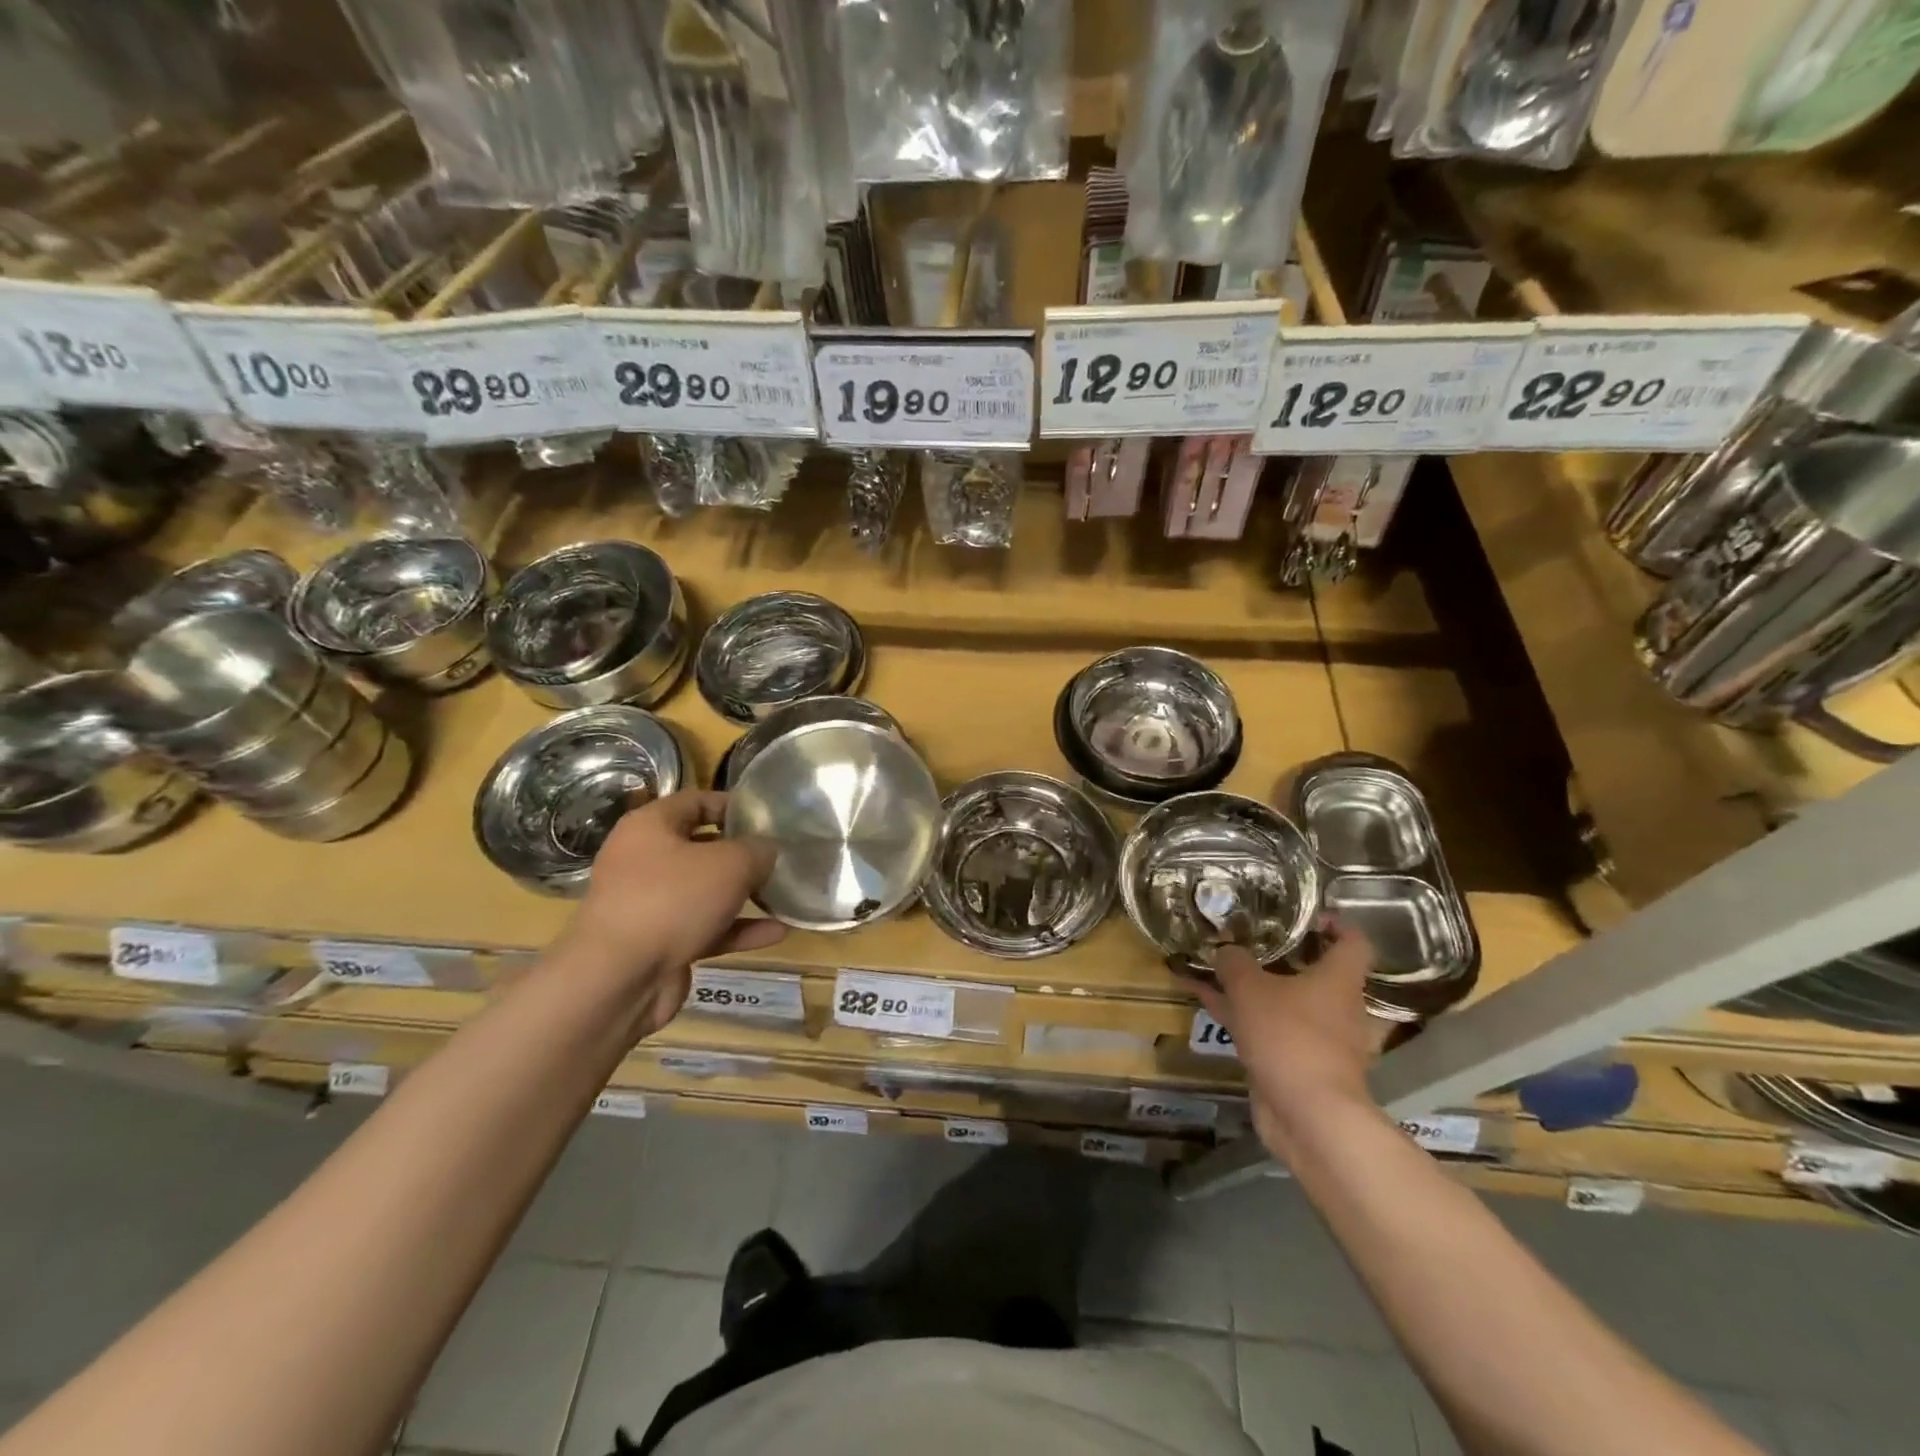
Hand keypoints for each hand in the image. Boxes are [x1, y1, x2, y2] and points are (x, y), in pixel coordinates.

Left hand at [557, 791, 784, 1036]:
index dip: (734, 805)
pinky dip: (737, 929)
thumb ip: (758, 850)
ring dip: (744, 895)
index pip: (696, 801)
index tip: (768, 817)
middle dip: (743, 854)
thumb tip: (768, 850)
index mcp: (650, 827)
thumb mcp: (731, 863)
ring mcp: (650, 905)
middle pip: (702, 847)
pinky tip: (777, 932)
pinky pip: (705, 928)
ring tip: (785, 895)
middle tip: (781, 857)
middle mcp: (644, 860)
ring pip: (705, 891)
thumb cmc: (673, 900)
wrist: (618, 980)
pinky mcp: (659, 944)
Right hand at [1197, 919, 1389, 1160]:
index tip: (1305, 914)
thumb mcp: (1251, 987)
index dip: (1334, 923)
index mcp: (1339, 980)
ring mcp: (1316, 1037)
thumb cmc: (1290, 1036)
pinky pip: (1264, 1027)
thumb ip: (1235, 963)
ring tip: (1213, 963)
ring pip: (1281, 1000)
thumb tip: (1226, 951)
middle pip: (1313, 971)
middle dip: (1279, 954)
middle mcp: (1336, 1006)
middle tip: (1247, 935)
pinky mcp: (1294, 1062)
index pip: (1352, 941)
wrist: (1308, 1115)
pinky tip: (1201, 998)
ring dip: (1250, 985)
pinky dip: (1237, 1013)